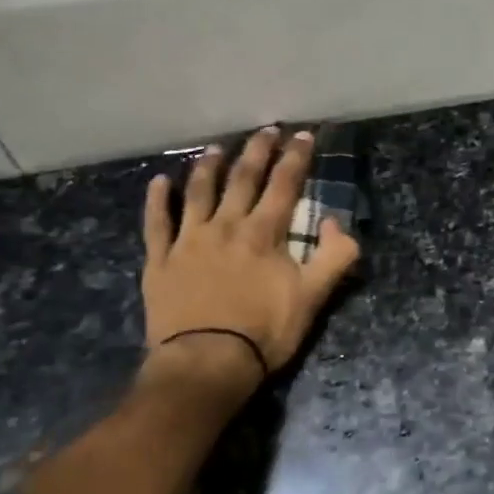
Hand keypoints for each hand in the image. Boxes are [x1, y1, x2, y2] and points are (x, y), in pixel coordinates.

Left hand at [142, 127, 360, 393]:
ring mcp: (189, 240)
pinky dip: (158, 200)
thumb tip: (336, 222)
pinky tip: (159, 182)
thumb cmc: (264, 332)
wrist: (206, 362)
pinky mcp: (161, 260)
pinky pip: (157, 223)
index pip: (284, 184)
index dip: (296, 157)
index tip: (304, 135)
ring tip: (215, 148)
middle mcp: (226, 225)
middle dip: (256, 151)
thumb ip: (334, 256)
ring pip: (199, 192)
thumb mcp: (313, 298)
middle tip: (265, 130)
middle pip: (243, 178)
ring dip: (208, 167)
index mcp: (264, 233)